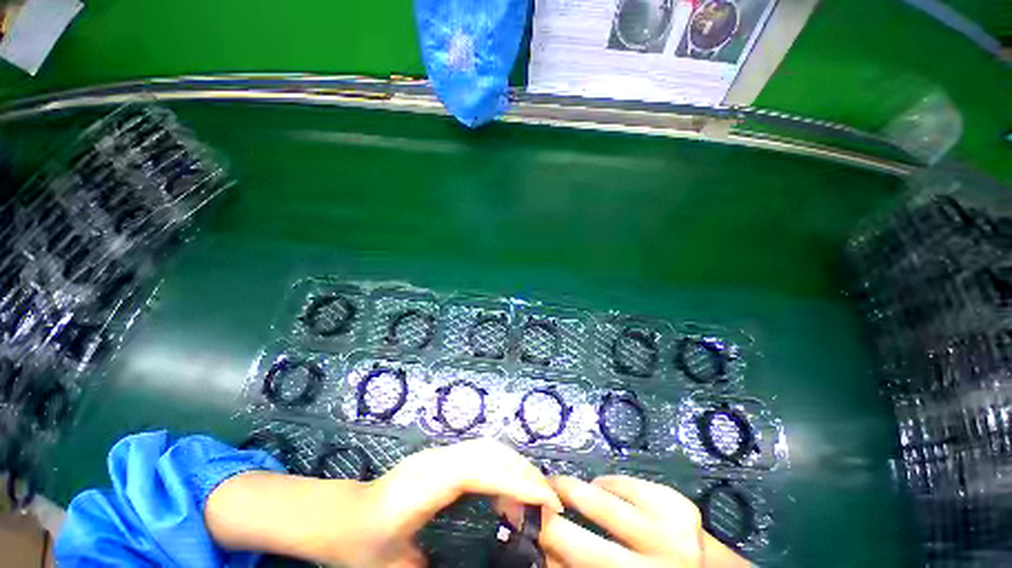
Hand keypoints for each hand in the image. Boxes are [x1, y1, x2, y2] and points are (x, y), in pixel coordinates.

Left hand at [206, 438, 561, 567]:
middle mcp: (438, 459)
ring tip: (533, 495)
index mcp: (428, 483)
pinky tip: (506, 490)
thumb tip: (478, 566)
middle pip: (491, 451)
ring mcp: (439, 455)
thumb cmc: (363, 544)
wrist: (341, 515)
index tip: (547, 501)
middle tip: (548, 500)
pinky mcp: (441, 458)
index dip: (517, 481)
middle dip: (523, 471)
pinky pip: (480, 454)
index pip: (483, 469)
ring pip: (487, 447)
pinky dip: (501, 466)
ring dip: (515, 466)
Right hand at [511, 475, 749, 567]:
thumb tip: (540, 548)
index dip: (539, 545)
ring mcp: (667, 533)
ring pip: (597, 499)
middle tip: (528, 498)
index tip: (519, 524)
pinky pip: (622, 483)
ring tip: (557, 485)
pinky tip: (604, 491)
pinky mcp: (675, 503)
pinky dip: (605, 485)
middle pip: (578, 541)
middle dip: (545, 516)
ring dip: (570, 489)